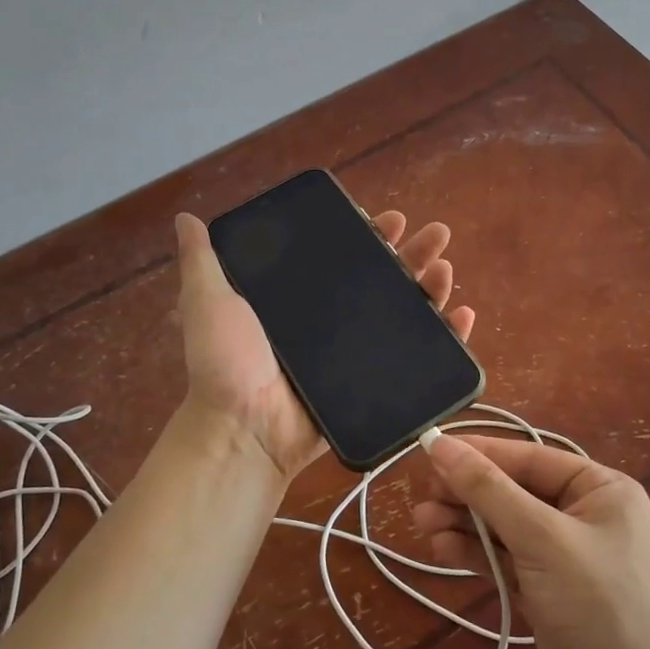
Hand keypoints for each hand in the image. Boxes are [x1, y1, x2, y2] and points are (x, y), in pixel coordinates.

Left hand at [172, 210, 477, 481]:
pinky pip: (416, 357)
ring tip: (447, 267)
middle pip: (383, 279)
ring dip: (432, 287)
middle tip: (436, 234)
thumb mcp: (208, 302)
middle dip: (412, 253)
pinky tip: (463, 317)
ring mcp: (357, 353)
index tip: (387, 219)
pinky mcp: (375, 382)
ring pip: (405, 311)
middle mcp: (333, 321)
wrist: (246, 431)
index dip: (369, 235)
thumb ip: (202, 261)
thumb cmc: (227, 365)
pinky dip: (445, 337)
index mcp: (302, 299)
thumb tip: (186, 217)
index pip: (344, 257)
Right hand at [412, 435, 649, 648]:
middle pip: (513, 490)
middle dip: (468, 493)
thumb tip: (441, 444)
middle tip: (423, 497)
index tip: (429, 450)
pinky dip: (475, 553)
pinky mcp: (546, 590)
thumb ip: (489, 491)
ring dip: (465, 523)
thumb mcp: (542, 539)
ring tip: (422, 522)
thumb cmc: (598, 604)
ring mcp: (564, 554)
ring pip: (504, 525)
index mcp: (599, 488)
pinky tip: (442, 549)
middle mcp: (583, 513)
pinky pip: (505, 558)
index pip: (529, 459)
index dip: (478, 453)